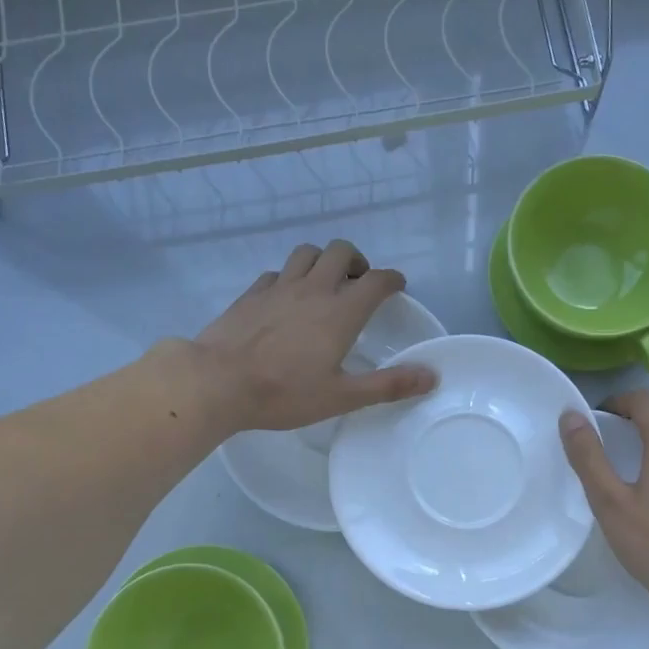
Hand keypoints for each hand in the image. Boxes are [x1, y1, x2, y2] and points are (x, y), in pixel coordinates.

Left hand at [192, 241, 437, 431]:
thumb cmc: (284, 393)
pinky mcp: (251, 294)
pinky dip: (289, 278)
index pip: (376, 280)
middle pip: (340, 251)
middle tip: (358, 283)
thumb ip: (388, 385)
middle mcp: (313, 289)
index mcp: (341, 312)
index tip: (397, 287)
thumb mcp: (342, 397)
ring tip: (324, 284)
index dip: (392, 279)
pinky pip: (276, 272)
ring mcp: (278, 287)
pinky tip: (285, 299)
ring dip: (322, 261)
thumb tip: (431, 376)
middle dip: (356, 261)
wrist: (217, 382)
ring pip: (306, 253)